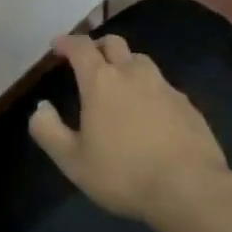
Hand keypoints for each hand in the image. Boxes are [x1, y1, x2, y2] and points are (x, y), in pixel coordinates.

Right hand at [28, 33, 231, 225]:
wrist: (190, 189)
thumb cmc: (124, 173)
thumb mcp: (73, 161)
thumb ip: (48, 131)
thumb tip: (41, 108)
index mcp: (101, 81)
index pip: (81, 47)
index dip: (67, 42)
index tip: (58, 45)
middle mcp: (133, 73)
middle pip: (114, 43)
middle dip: (98, 46)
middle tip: (88, 62)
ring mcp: (164, 86)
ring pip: (141, 61)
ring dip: (125, 64)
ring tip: (119, 85)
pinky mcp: (187, 104)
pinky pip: (162, 86)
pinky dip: (149, 89)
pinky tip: (149, 112)